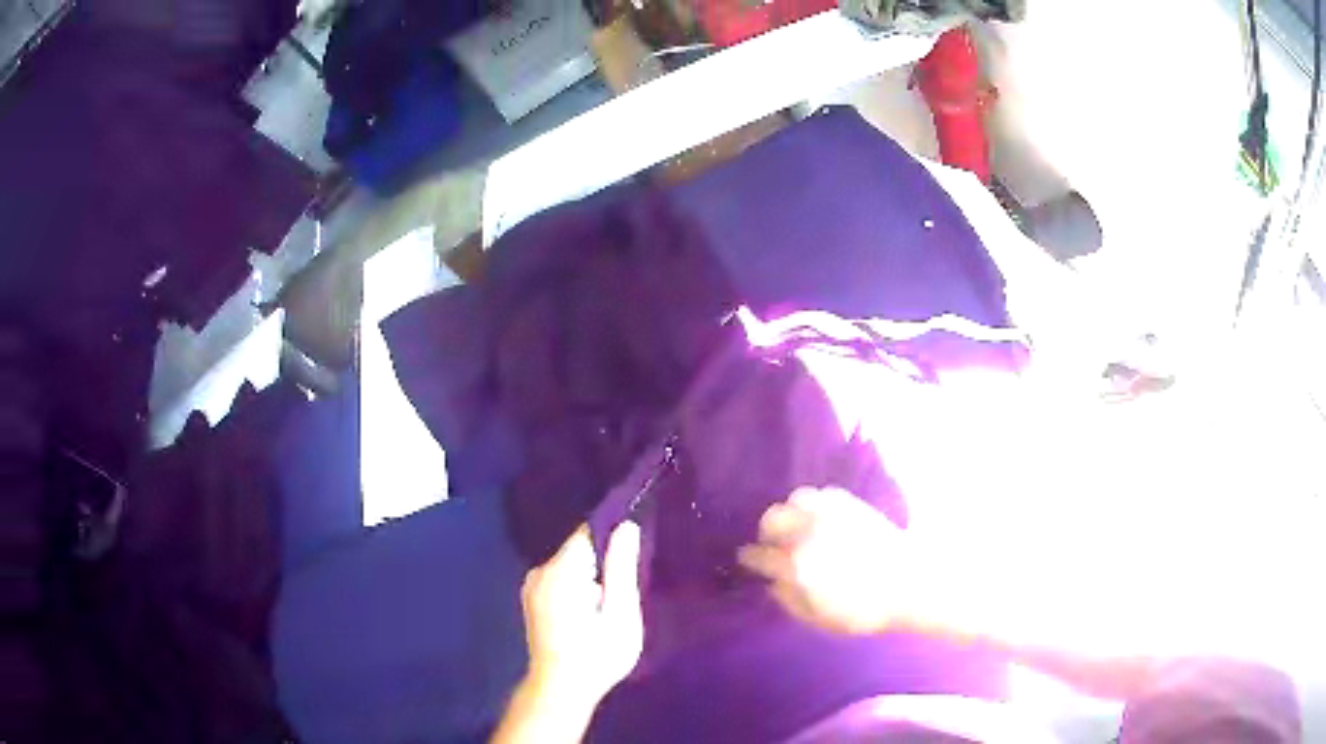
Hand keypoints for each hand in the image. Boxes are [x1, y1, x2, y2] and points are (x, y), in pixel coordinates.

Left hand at [520, 522, 643, 704]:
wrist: (560, 690)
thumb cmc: (596, 655)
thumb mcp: (620, 613)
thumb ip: (622, 568)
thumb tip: (626, 525)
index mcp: (561, 569)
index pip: (589, 531)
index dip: (614, 533)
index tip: (635, 549)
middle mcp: (540, 570)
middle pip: (579, 549)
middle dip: (604, 562)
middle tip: (625, 591)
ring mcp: (532, 586)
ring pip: (570, 566)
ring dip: (591, 577)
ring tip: (609, 606)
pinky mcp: (532, 600)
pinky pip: (560, 580)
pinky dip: (578, 588)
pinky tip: (590, 613)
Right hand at [738, 487, 914, 635]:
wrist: (909, 584)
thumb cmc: (863, 610)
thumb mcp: (819, 619)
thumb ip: (789, 600)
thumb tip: (771, 583)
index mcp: (798, 565)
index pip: (760, 555)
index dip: (750, 558)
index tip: (748, 560)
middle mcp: (809, 532)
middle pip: (772, 519)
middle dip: (767, 532)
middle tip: (772, 544)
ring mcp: (831, 513)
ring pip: (795, 500)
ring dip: (790, 513)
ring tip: (797, 527)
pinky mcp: (851, 503)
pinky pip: (821, 494)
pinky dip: (814, 504)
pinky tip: (821, 518)